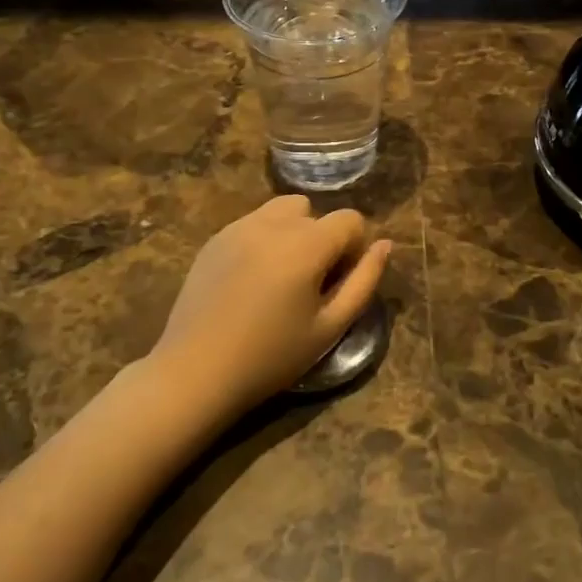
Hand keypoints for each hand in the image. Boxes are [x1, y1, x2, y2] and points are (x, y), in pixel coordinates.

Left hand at [148, 196, 392, 420]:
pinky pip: (253, 222)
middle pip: (315, 210)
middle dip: (323, 238)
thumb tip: (384, 245)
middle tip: (310, 282)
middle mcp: (273, 223)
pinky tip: (252, 279)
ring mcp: (239, 226)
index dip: (355, 248)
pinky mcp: (215, 238)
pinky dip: (265, 238)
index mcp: (307, 244)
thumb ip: (364, 281)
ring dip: (293, 231)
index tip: (338, 283)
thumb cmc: (271, 355)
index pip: (350, 219)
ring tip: (283, 273)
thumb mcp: (330, 326)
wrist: (196, 371)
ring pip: (282, 209)